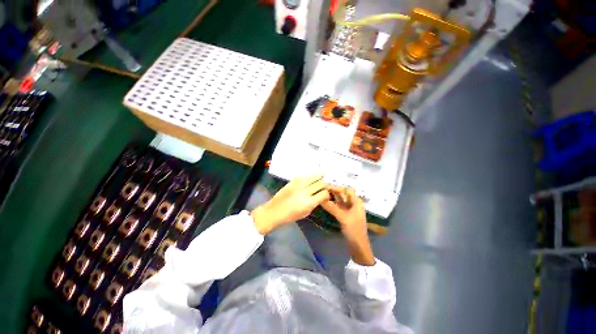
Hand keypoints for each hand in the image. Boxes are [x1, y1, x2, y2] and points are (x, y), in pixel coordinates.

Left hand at [251, 175, 329, 234]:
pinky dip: (310, 176)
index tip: (328, 193)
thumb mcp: (305, 213)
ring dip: (319, 176)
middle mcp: (304, 192)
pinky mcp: (292, 181)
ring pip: (313, 177)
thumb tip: (320, 196)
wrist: (274, 211)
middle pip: (320, 183)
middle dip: (326, 182)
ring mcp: (298, 185)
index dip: (328, 193)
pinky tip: (312, 176)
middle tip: (328, 182)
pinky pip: (304, 176)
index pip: (324, 193)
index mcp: (308, 203)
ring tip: (323, 175)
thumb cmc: (290, 216)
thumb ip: (314, 203)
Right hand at [322, 186, 375, 265]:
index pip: (346, 190)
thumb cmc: (354, 230)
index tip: (325, 187)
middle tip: (321, 190)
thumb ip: (332, 207)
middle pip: (342, 195)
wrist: (358, 246)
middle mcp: (353, 204)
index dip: (336, 187)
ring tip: (321, 195)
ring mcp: (349, 210)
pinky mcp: (345, 215)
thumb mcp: (343, 218)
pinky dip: (332, 204)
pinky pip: (338, 207)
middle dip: (333, 192)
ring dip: (332, 198)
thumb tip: (321, 198)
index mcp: (356, 202)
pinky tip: (325, 204)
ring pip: (339, 201)